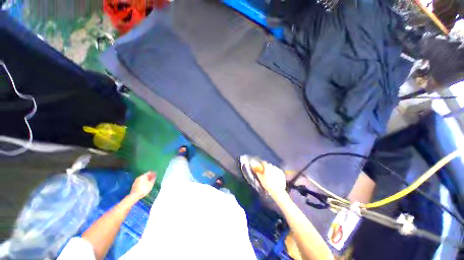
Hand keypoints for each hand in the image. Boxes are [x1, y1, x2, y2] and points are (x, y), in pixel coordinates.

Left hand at [130, 171, 155, 199]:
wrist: (135, 195)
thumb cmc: (144, 189)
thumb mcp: (151, 184)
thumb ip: (153, 179)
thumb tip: (154, 176)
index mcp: (143, 176)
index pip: (149, 173)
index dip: (153, 173)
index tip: (156, 174)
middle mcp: (139, 177)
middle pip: (145, 176)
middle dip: (150, 177)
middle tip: (153, 178)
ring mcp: (136, 181)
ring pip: (142, 179)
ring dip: (146, 180)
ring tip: (150, 182)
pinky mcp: (134, 185)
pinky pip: (140, 182)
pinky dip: (143, 183)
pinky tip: (145, 186)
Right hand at [250, 160, 286, 197]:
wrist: (278, 191)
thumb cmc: (267, 184)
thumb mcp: (261, 178)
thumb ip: (257, 171)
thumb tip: (254, 167)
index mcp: (268, 167)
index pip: (263, 162)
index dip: (260, 164)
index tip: (259, 167)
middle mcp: (273, 166)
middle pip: (268, 165)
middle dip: (266, 167)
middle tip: (264, 172)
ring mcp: (278, 170)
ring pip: (273, 168)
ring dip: (270, 170)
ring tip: (269, 176)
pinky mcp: (282, 173)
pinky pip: (277, 171)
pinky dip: (275, 173)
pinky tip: (274, 178)